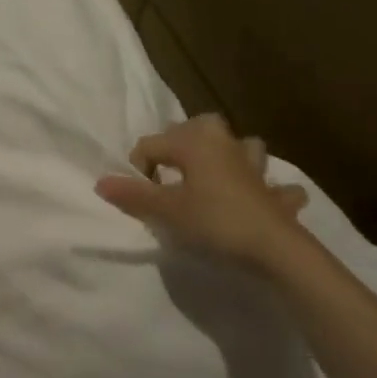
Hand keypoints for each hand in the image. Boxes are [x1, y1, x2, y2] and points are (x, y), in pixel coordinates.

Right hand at [95, 114, 309, 267]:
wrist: (276, 249)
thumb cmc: (214, 222)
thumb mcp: (165, 211)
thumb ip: (133, 195)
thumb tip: (100, 182)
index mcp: (194, 142)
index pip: (150, 145)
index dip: (137, 169)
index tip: (139, 197)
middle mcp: (224, 143)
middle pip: (197, 128)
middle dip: (181, 144)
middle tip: (168, 175)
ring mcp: (254, 166)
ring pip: (241, 145)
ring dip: (230, 155)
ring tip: (216, 175)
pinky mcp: (275, 192)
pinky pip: (271, 184)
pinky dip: (266, 189)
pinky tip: (262, 201)